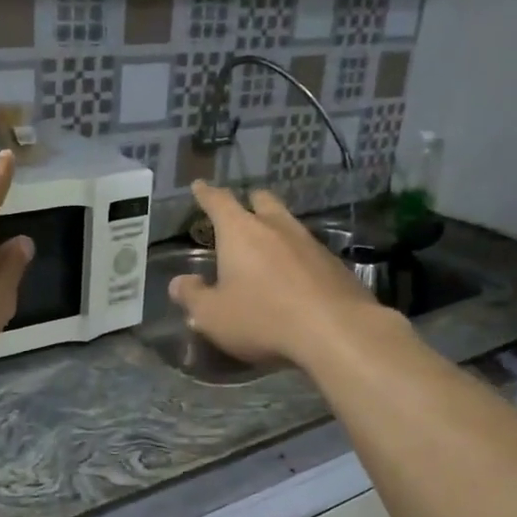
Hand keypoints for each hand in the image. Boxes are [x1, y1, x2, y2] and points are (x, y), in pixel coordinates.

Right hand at [168, 182, 385, 367]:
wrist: (336, 332)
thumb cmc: (263, 318)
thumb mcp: (213, 316)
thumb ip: (192, 296)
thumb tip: (179, 283)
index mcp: (241, 232)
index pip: (219, 201)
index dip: (206, 193)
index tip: (200, 185)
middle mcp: (276, 227)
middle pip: (262, 201)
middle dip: (249, 202)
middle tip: (241, 212)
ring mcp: (310, 243)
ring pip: (289, 224)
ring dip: (276, 231)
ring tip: (267, 249)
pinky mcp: (335, 265)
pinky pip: (309, 251)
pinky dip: (297, 258)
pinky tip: (295, 278)